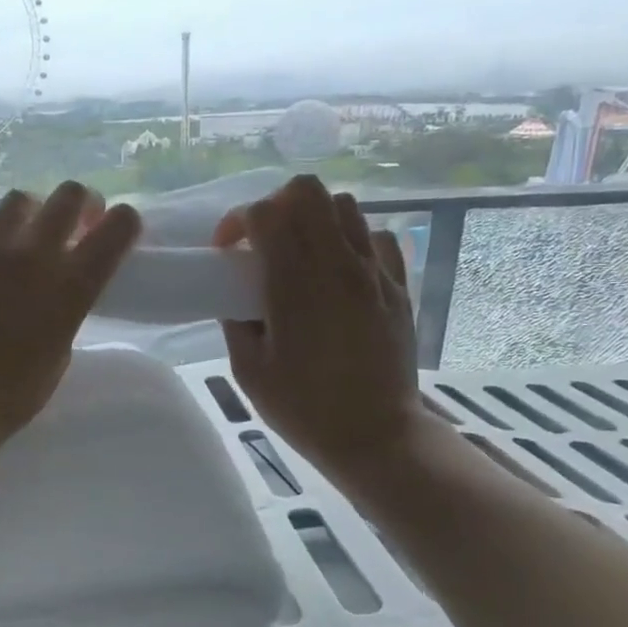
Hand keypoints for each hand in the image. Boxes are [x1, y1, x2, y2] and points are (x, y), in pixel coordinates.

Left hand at [0, 182, 140, 448]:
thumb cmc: (19, 388)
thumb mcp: (64, 343)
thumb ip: (70, 300)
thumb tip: (64, 275)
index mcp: (73, 282)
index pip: (119, 224)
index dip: (123, 222)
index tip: (111, 231)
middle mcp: (34, 253)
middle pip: (70, 194)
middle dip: (78, 204)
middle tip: (72, 224)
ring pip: (18, 199)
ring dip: (28, 214)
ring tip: (19, 236)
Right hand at [214, 175, 425, 497]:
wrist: (375, 436)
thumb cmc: (302, 407)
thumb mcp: (248, 369)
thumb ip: (235, 320)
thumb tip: (235, 294)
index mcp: (294, 284)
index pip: (264, 213)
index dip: (236, 222)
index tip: (228, 252)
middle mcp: (337, 264)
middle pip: (307, 190)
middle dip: (277, 205)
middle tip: (264, 241)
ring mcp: (374, 272)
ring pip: (344, 205)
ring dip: (314, 218)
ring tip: (302, 252)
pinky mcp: (398, 286)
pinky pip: (377, 236)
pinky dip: (353, 240)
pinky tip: (340, 270)